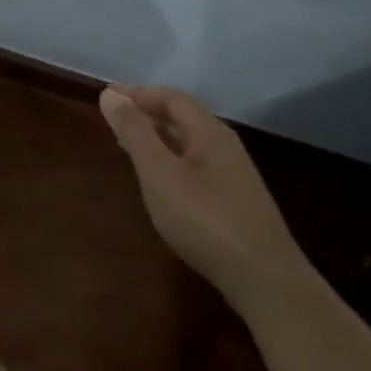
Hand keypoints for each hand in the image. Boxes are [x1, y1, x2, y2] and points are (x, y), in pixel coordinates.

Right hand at [98, 84, 306, 303]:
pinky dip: (169, 157)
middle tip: (113, 117)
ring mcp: (233, 173)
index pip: (171, 97)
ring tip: (127, 142)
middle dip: (147, 111)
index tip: (106, 97)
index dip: (138, 93)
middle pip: (183, 116)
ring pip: (189, 141)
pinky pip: (195, 163)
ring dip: (157, 135)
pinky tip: (158, 178)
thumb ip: (135, 133)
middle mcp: (224, 145)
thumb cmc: (204, 220)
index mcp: (209, 132)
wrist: (263, 278)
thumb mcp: (160, 174)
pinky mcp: (234, 199)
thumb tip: (110, 95)